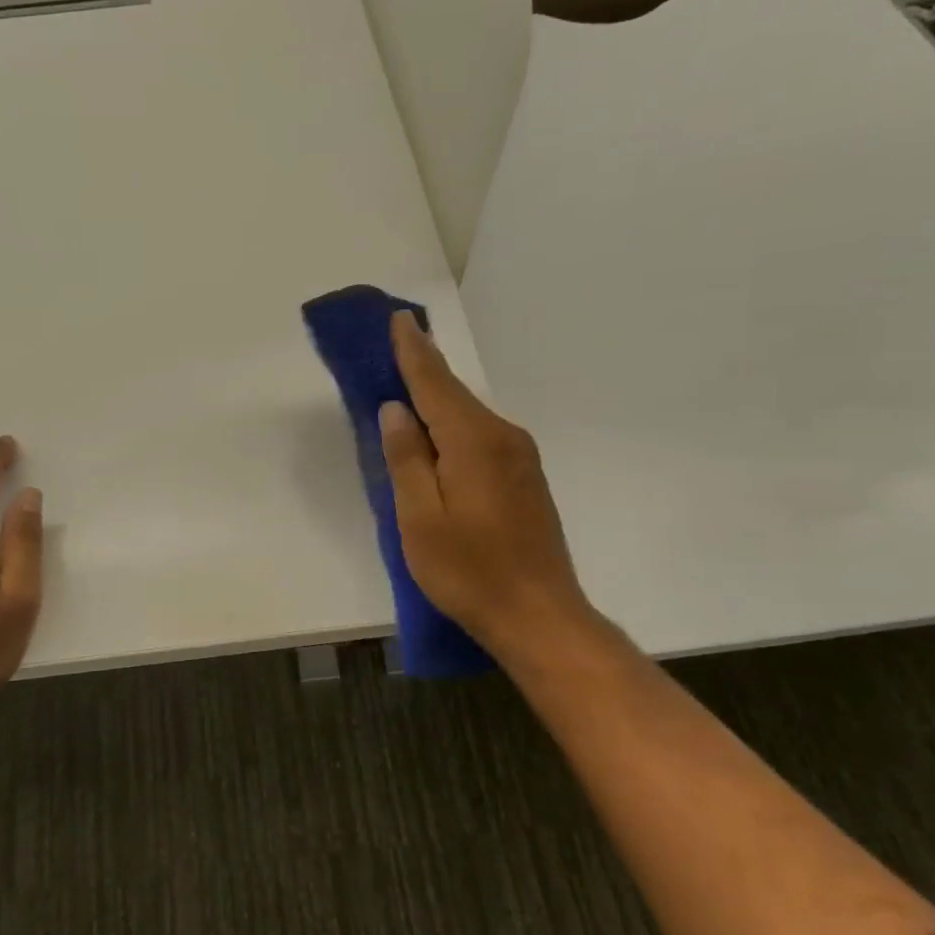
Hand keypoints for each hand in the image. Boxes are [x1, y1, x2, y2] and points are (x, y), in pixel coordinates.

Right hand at [378, 311, 599, 660]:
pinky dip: (454, 428)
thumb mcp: (420, 519)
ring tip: (406, 390)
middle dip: (423, 370)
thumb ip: (407, 459)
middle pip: (454, 396)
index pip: (435, 384)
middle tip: (394, 347)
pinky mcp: (525, 479)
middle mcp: (503, 438)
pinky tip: (437, 438)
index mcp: (473, 442)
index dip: (414, 351)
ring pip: (468, 418)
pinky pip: (480, 438)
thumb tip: (396, 410)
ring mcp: (520, 458)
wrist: (540, 616)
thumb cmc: (470, 571)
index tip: (401, 318)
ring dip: (437, 401)